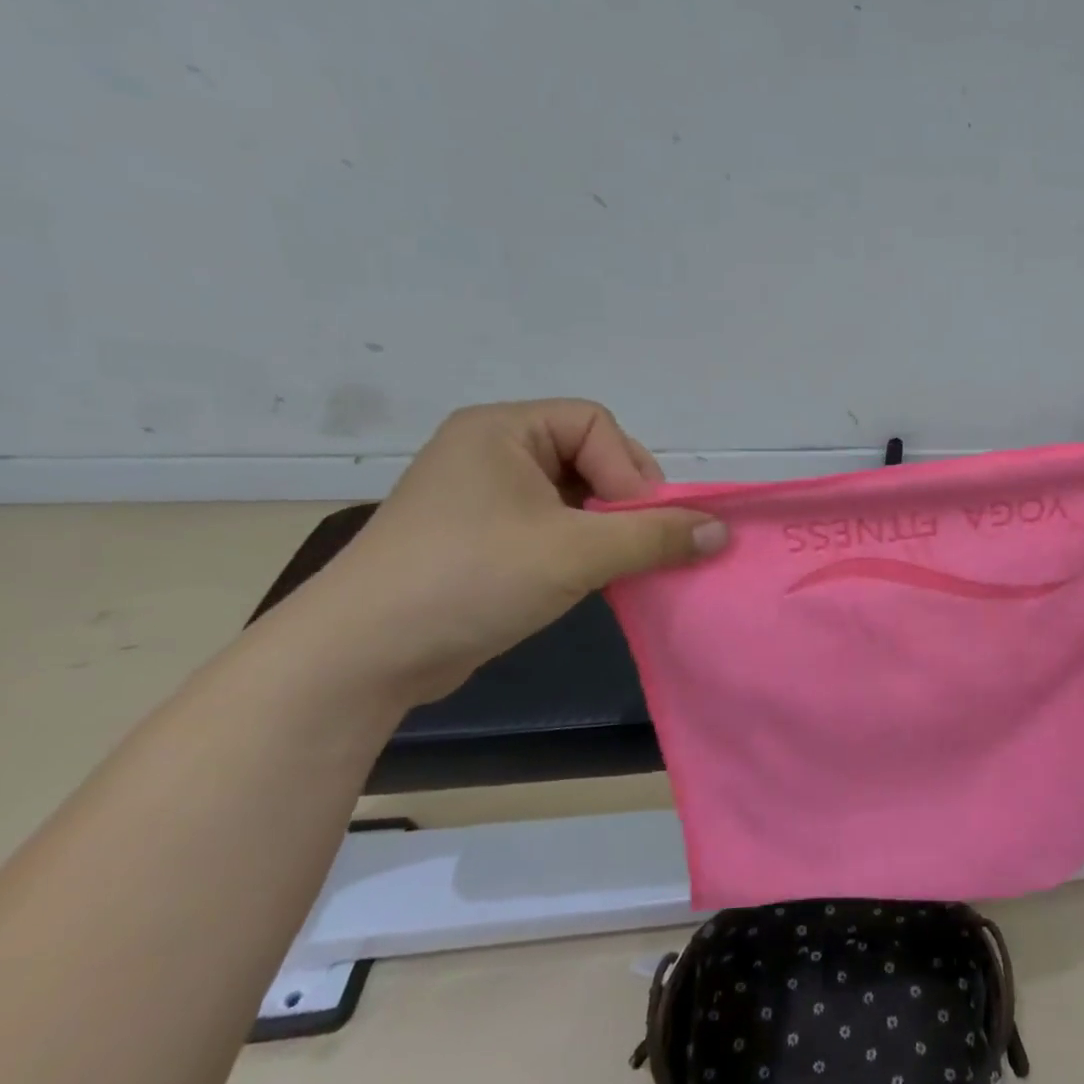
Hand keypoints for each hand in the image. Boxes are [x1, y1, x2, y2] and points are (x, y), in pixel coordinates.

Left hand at [278, 400, 726, 705]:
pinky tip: (587, 578)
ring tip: (616, 565)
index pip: (596, 426)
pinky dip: (581, 547)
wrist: (361, 657)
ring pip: (575, 496)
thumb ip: (656, 536)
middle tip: (637, 545)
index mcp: (502, 430)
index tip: (639, 525)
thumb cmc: (471, 578)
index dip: (629, 471)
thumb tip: (722, 531)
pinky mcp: (480, 539)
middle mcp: (491, 451)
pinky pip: (552, 526)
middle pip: (590, 457)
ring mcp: (482, 497)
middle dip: (623, 502)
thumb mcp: (576, 552)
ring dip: (606, 529)